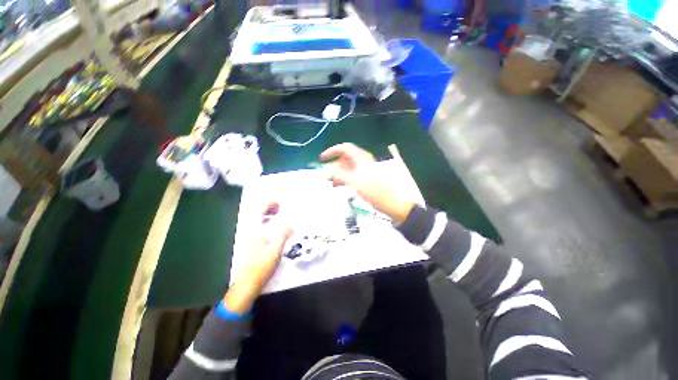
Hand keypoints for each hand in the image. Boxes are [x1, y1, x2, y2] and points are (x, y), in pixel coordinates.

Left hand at [224, 202, 291, 313]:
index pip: (259, 214)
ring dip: (269, 218)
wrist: (247, 286)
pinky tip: (276, 232)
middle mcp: (250, 234)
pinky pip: (262, 232)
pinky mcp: (253, 248)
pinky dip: (269, 227)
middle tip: (280, 208)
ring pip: (260, 225)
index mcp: (254, 233)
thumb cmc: (260, 267)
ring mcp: (251, 241)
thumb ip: (283, 235)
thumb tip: (291, 223)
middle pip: (258, 218)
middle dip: (269, 210)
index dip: (268, 206)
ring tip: (280, 217)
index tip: (278, 203)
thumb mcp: (275, 250)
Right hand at [320, 143, 414, 224]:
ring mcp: (363, 171)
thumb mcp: (355, 182)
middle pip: (345, 159)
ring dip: (338, 174)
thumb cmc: (375, 192)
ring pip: (347, 168)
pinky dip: (343, 179)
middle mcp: (362, 162)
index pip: (344, 148)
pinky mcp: (364, 180)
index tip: (322, 159)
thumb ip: (340, 174)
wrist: (391, 203)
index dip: (332, 151)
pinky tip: (338, 186)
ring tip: (330, 183)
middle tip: (326, 176)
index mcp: (361, 158)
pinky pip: (351, 176)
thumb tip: (328, 169)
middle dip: (334, 165)